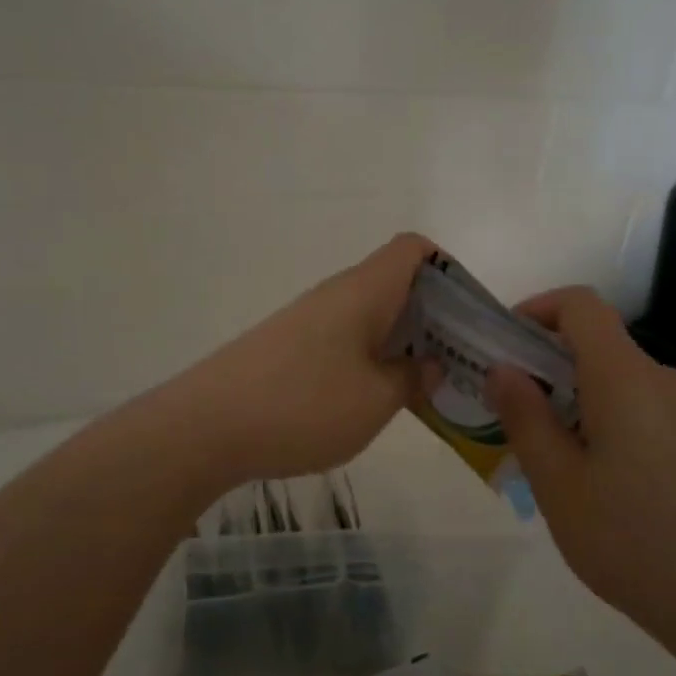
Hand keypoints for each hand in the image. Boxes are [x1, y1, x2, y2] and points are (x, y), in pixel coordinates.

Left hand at [166, 232, 435, 484]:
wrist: (205, 427)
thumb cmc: (302, 406)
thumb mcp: (375, 401)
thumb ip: (412, 377)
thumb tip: (430, 362)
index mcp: (363, 291)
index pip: (413, 249)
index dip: (449, 270)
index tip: (470, 317)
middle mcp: (335, 295)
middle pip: (396, 284)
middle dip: (434, 317)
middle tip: (460, 363)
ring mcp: (308, 321)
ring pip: (370, 316)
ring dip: (402, 343)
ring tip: (425, 387)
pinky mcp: (288, 348)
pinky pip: (345, 341)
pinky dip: (370, 360)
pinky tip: (375, 399)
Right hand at [486, 287, 675, 638]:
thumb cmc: (634, 542)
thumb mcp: (558, 484)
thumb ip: (525, 418)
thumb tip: (502, 368)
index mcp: (625, 378)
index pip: (580, 305)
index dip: (536, 309)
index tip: (501, 346)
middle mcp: (663, 383)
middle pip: (597, 346)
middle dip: (545, 366)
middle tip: (507, 414)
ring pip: (618, 385)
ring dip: (573, 401)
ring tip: (545, 460)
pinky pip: (643, 414)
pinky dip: (606, 425)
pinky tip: (596, 486)